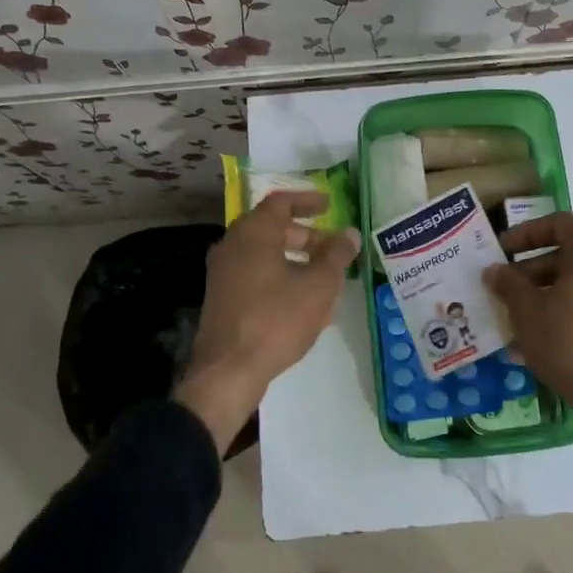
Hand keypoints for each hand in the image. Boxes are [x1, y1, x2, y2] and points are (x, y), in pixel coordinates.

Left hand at [176, 191, 358, 451]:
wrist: (228, 371)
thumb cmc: (276, 319)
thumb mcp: (318, 285)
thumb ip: (336, 255)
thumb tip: (349, 234)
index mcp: (253, 233)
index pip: (281, 203)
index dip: (307, 201)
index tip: (329, 205)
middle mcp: (233, 246)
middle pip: (273, 230)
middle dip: (307, 237)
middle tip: (333, 249)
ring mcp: (224, 274)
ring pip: (266, 257)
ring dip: (297, 263)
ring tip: (326, 281)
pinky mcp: (223, 299)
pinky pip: (257, 278)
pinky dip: (282, 280)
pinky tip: (305, 306)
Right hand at [486, 212, 572, 419]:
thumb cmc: (567, 341)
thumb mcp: (527, 310)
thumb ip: (508, 283)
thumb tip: (494, 270)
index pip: (559, 224)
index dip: (527, 233)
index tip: (503, 250)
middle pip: (570, 252)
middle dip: (534, 267)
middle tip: (506, 286)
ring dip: (548, 289)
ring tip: (519, 312)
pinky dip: (569, 305)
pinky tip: (543, 331)